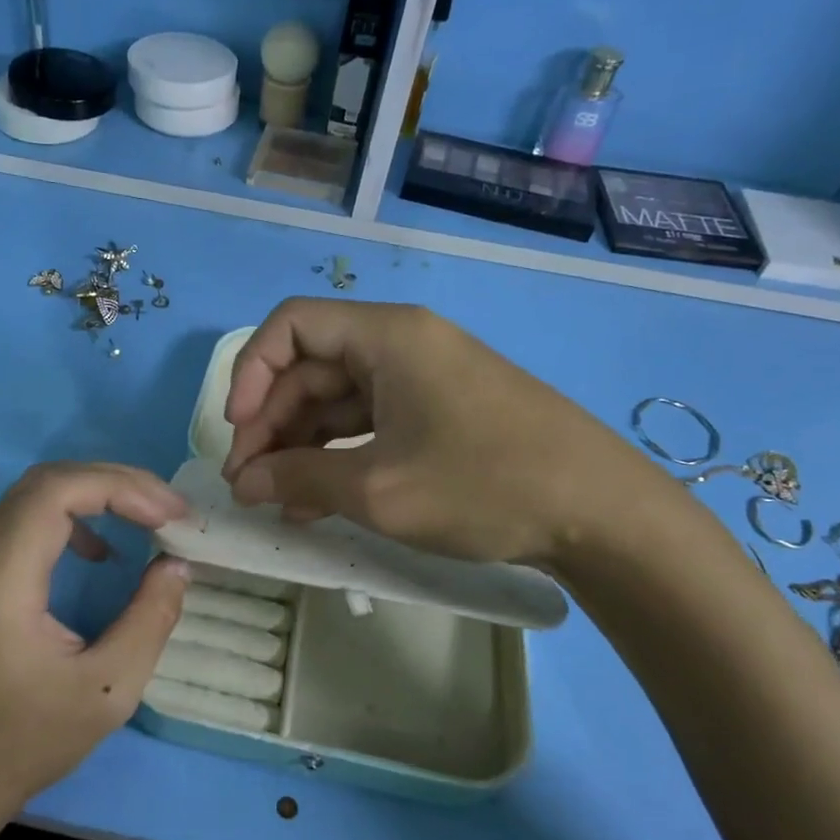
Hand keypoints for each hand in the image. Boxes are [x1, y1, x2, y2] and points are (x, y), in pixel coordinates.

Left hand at [0, 463, 189, 829]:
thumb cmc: (24, 744)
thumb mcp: (107, 691)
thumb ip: (149, 620)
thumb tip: (176, 565)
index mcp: (1, 582)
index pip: (57, 492)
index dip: (120, 487)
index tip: (169, 514)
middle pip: (46, 483)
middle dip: (115, 483)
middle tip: (168, 509)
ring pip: (33, 497)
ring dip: (94, 496)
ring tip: (145, 519)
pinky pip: (22, 523)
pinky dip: (70, 518)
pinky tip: (99, 553)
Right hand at [221, 299, 675, 568]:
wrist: (601, 513)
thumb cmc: (484, 485)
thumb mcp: (378, 489)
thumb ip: (299, 479)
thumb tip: (243, 483)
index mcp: (387, 336)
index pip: (291, 326)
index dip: (250, 373)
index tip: (237, 432)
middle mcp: (402, 344)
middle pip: (311, 367)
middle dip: (271, 423)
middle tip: (248, 483)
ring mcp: (423, 379)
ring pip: (338, 400)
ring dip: (300, 446)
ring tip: (276, 500)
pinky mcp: (439, 413)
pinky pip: (370, 423)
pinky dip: (338, 456)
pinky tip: (316, 501)